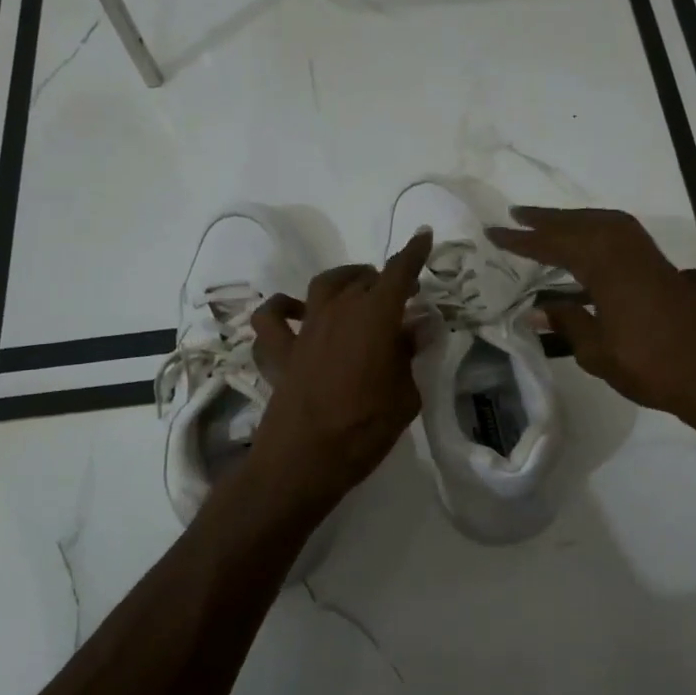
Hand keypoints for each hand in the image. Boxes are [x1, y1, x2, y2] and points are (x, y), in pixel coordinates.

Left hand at [245, 231, 433, 507]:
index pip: (398, 273)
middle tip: (401, 294)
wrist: (305, 459)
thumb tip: (416, 329)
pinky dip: (282, 310)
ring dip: (343, 282)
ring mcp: (305, 330)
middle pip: (363, 280)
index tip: (423, 235)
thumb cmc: (365, 428)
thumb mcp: (405, 396)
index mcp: (374, 317)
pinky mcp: (280, 352)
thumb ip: (409, 357)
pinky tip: (293, 313)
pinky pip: (272, 321)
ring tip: (356, 290)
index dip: (413, 253)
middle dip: (384, 280)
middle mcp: (337, 312)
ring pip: (322, 287)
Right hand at [488, 207, 695, 421]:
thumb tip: (537, 310)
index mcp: (606, 269)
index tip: (495, 232)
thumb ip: (568, 324)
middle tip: (517, 214)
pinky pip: (622, 234)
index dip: (524, 240)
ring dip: (575, 220)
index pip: (556, 246)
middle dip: (548, 219)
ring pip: (605, 224)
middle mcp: (627, 252)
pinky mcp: (661, 268)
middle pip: (582, 224)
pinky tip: (590, 245)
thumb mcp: (599, 352)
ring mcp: (648, 258)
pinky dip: (598, 230)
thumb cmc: (653, 366)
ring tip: (549, 224)